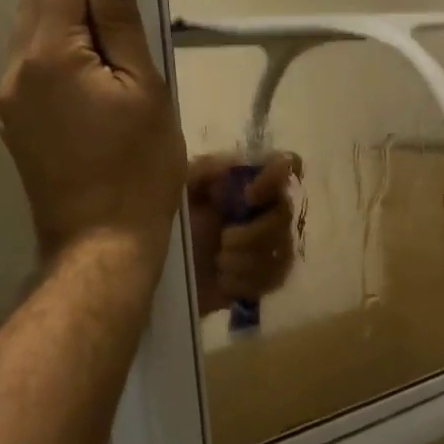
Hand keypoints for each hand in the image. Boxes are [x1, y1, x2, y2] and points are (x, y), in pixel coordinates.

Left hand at [0, 0, 184, 261]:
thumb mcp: (146, 92)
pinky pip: (30, 56)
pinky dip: (45, 27)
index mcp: (54, 55)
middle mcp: (20, 68)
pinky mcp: (18, 120)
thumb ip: (124, 27)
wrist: (100, 241)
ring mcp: (13, 97)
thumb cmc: (138, 167)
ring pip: (29, 27)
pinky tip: (59, 22)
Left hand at [187, 152, 302, 316]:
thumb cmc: (173, 226)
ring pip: (280, 251)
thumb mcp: (180, 192)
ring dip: (246, 261)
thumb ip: (204, 171)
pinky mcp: (265, 279)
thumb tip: (233, 161)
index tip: (249, 195)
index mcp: (247, 185)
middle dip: (253, 234)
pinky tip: (224, 281)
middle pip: (284, 216)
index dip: (274, 179)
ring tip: (219, 263)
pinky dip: (246, 282)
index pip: (283, 168)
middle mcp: (265, 211)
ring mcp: (269, 246)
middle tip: (224, 242)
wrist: (159, 274)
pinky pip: (274, 278)